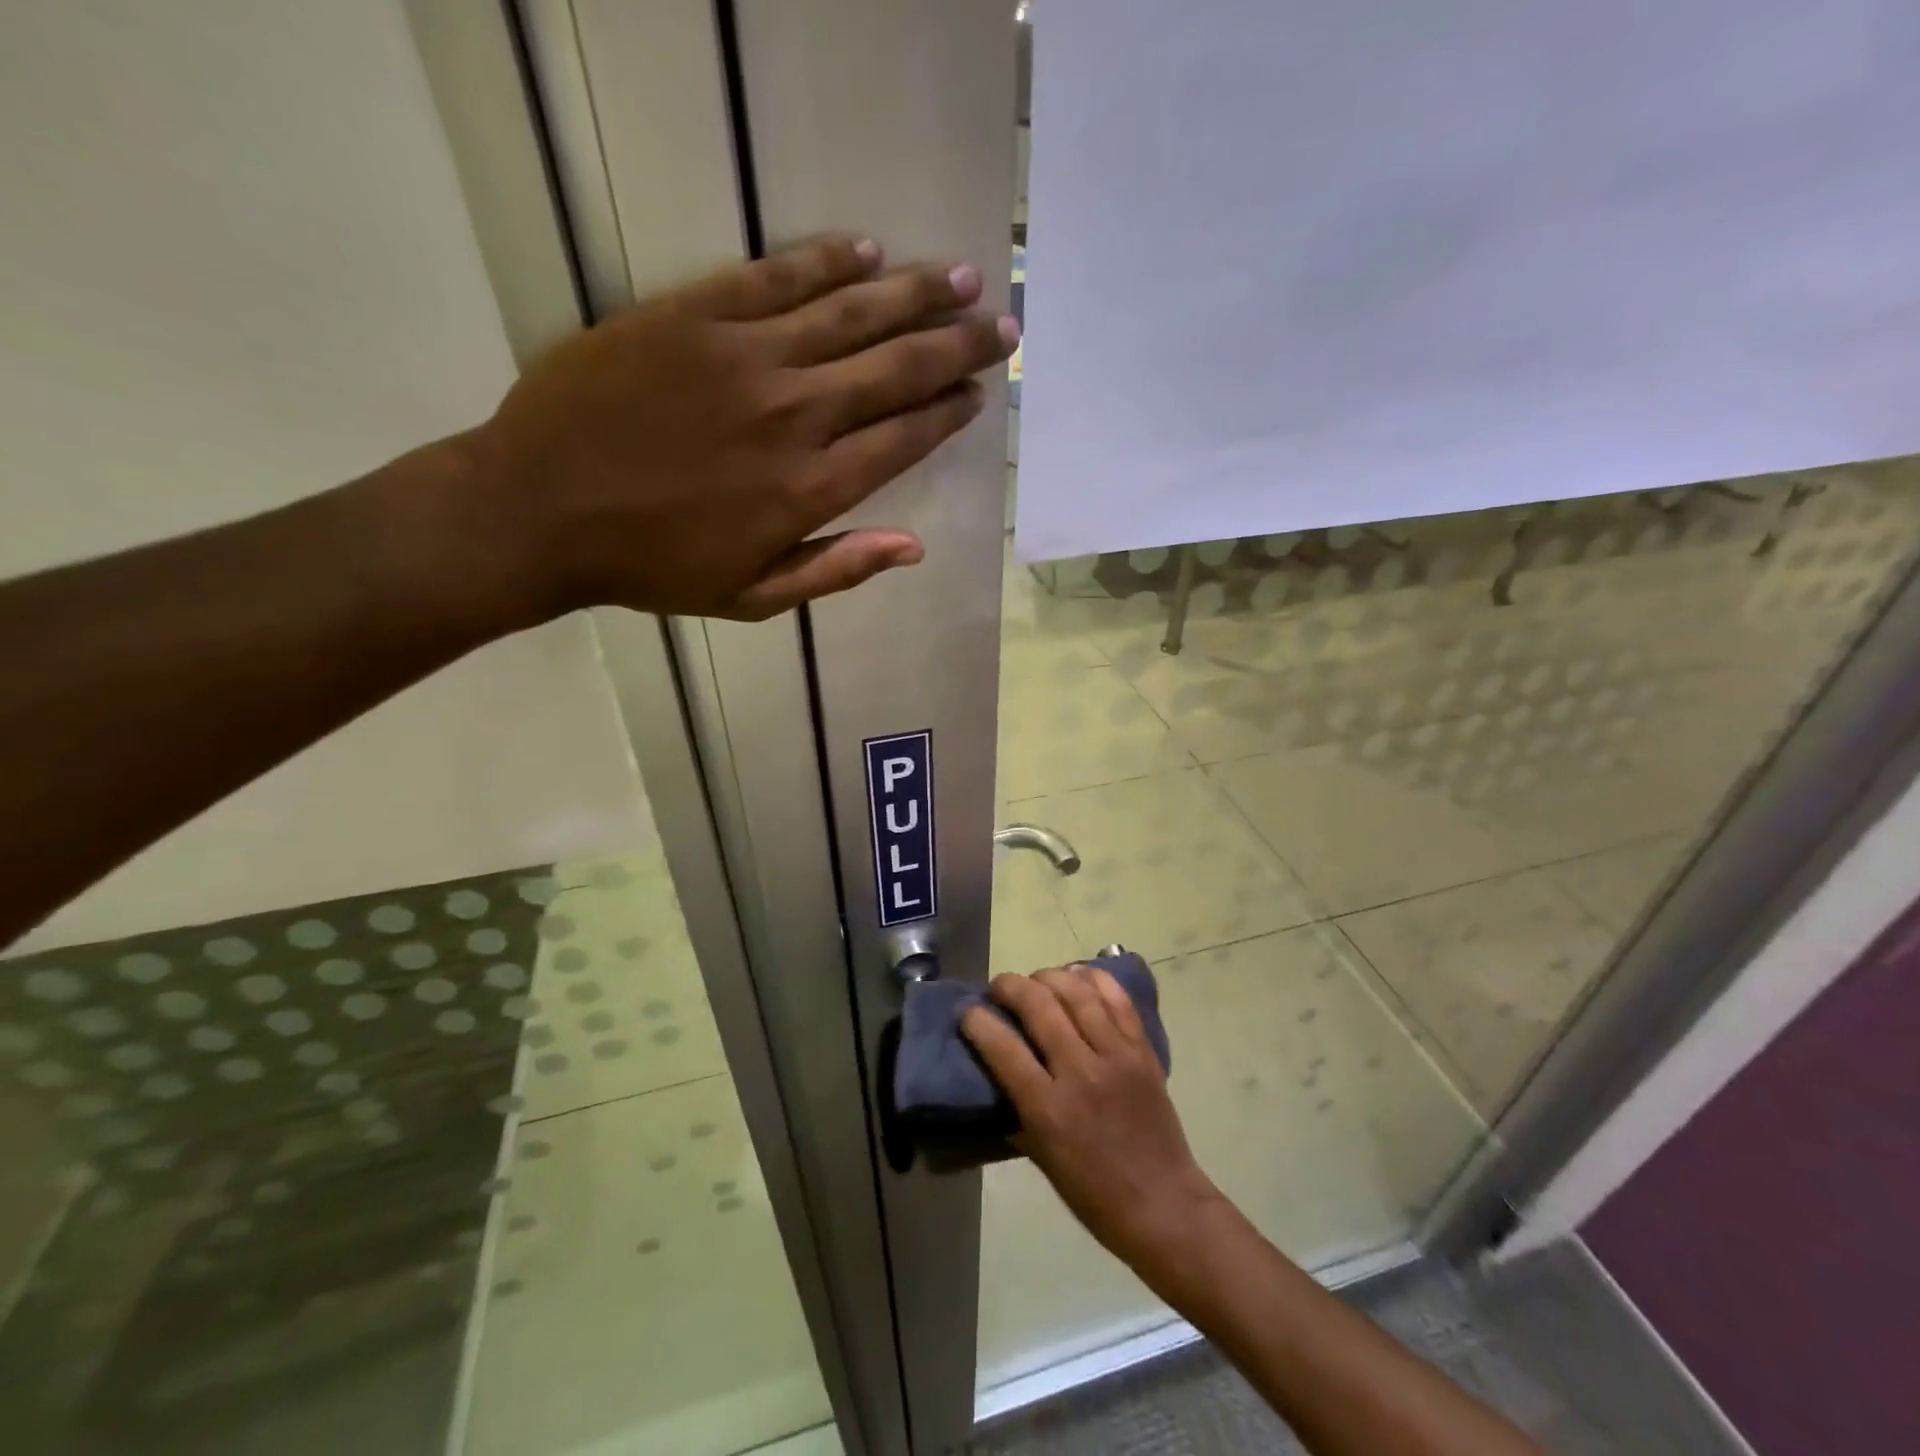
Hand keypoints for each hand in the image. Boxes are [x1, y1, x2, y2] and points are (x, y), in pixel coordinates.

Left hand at [458, 235, 1017, 621]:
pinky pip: (776, 277)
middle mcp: (794, 415)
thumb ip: (837, 570)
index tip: (979, 391)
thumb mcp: (753, 597)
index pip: (902, 437)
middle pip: (895, 369)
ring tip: (962, 277)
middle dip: (957, 346)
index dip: (947, 412)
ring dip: (914, 293)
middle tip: (1001, 325)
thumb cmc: (654, 567)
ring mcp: (745, 357)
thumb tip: (914, 548)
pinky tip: (869, 249)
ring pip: (850, 313)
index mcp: (810, 489)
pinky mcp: (694, 314)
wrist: (540, 510)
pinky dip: (827, 261)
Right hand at [963, 966, 1225, 1267]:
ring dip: (1048, 976)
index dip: (977, 1021)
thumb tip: (996, 1076)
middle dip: (1009, 986)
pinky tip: (1077, 976)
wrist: (1163, 1204)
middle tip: (999, 988)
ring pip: (1076, 992)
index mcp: (1048, 1109)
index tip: (968, 1012)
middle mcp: (1081, 1072)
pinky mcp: (1142, 1050)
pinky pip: (1117, 998)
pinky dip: (1093, 978)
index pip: (1003, 1047)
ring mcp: (1116, 1055)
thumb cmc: (1094, 1193)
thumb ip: (1017, 1111)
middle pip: (1038, 1005)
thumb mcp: (1041, 1157)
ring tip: (1036, 981)